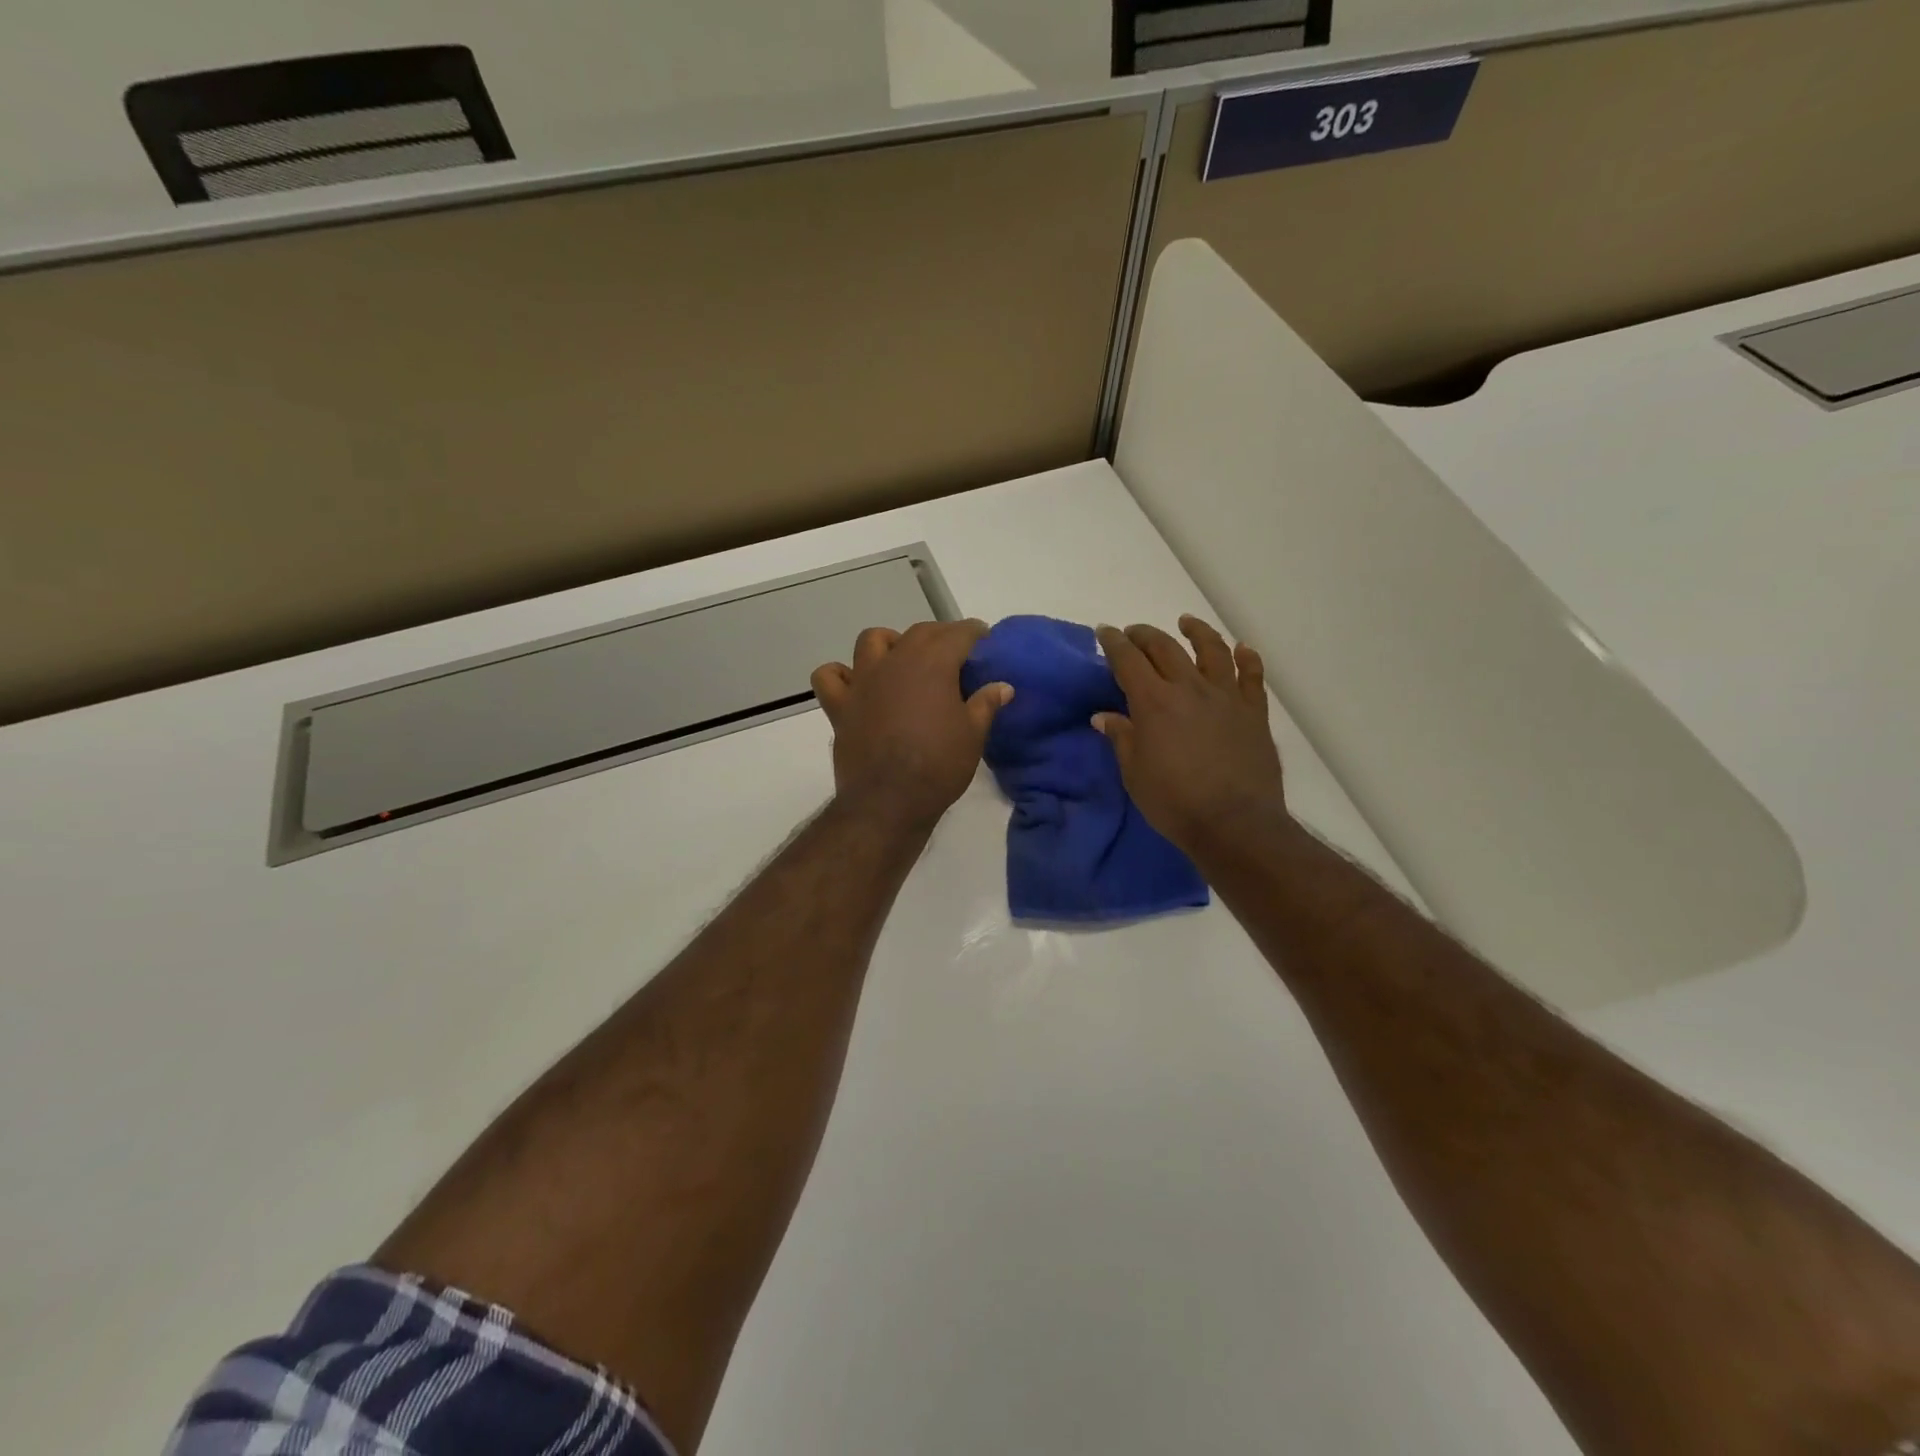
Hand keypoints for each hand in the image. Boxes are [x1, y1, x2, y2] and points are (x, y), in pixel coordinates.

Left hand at [812, 619, 1013, 833]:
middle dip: (940, 635)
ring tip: (903, 659)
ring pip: (872, 640)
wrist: (889, 801)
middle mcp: (895, 662)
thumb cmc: (938, 766)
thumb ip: (986, 704)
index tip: (984, 638)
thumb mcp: (973, 735)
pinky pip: (830, 677)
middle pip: (919, 633)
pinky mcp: (840, 705)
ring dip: (890, 642)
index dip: (974, 632)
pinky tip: (855, 684)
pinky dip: (841, 674)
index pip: (957, 634)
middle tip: (955, 652)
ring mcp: (863, 681)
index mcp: (932, 664)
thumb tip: (1003, 686)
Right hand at [1092, 616, 1289, 858]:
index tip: (1104, 632)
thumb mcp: (1134, 773)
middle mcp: (1190, 688)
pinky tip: (1242, 649)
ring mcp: (1227, 696)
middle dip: (1145, 635)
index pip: (1128, 660)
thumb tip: (1103, 716)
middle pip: (1165, 648)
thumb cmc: (1174, 802)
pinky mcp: (1254, 711)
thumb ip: (1121, 738)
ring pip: (1212, 650)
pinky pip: (1252, 675)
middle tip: (1134, 633)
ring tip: (1186, 623)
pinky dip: (1247, 658)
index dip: (1113, 642)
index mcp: (1154, 702)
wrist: (1235, 823)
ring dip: (1196, 632)